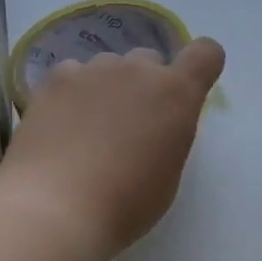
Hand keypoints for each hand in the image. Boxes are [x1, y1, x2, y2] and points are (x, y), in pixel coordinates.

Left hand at [0, 38, 226, 260]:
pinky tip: (60, 126)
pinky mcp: (55, 79)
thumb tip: (153, 127)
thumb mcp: (167, 174)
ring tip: (87, 130)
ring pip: (108, 67)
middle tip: (129, 126)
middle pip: (150, 60)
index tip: (184, 93)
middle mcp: (138, 70)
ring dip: (107, 88)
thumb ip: (168, 136)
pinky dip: (71, 93)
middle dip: (145, 85)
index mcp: (177, 94)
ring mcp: (93, 70)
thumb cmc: (125, 204)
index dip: (200, 67)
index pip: (206, 53)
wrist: (57, 207)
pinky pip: (72, 74)